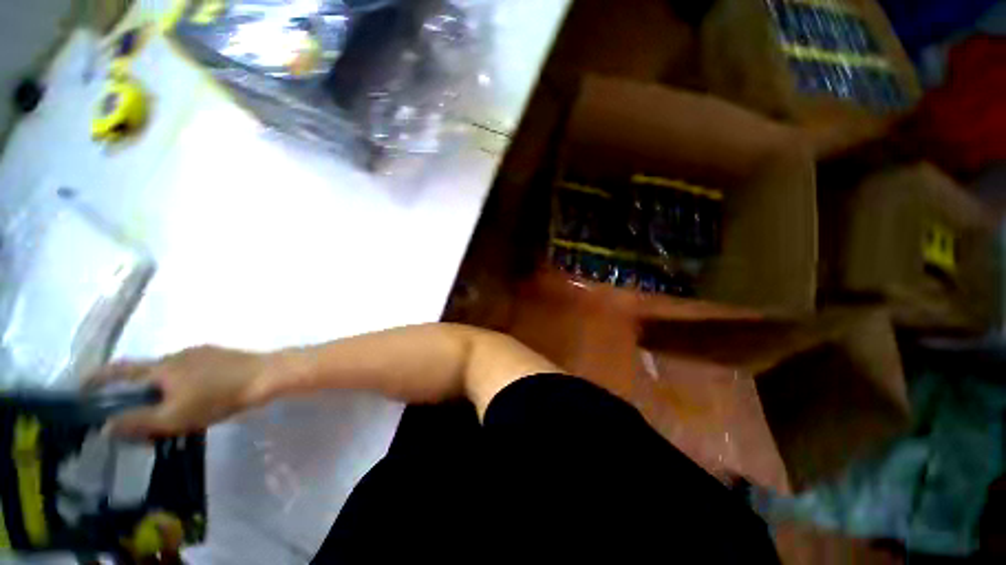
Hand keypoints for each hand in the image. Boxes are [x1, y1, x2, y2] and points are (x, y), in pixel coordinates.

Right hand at [88, 346, 272, 438]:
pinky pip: (193, 372)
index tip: (81, 388)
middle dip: (140, 394)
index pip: (120, 370)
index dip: (98, 378)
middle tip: (142, 418)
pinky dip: (186, 386)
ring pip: (173, 374)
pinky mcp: (222, 356)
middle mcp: (178, 354)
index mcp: (161, 366)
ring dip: (166, 391)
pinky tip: (199, 399)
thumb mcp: (174, 416)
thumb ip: (138, 422)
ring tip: (173, 413)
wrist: (267, 375)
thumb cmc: (218, 396)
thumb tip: (106, 426)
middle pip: (148, 374)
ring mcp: (202, 353)